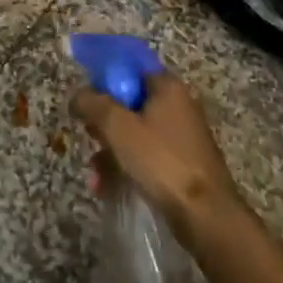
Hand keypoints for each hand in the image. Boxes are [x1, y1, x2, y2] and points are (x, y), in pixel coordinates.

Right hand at [72, 73, 244, 242]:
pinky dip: (125, 168)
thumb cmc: (160, 161)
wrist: (204, 214)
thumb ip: (93, 104)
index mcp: (167, 87)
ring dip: (109, 152)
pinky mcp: (180, 164)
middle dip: (104, 123)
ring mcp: (180, 137)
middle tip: (89, 136)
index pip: (130, 68)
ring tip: (95, 177)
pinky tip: (106, 188)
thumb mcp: (118, 127)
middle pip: (129, 103)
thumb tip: (78, 95)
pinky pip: (145, 157)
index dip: (104, 80)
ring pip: (134, 134)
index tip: (86, 99)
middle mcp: (177, 106)